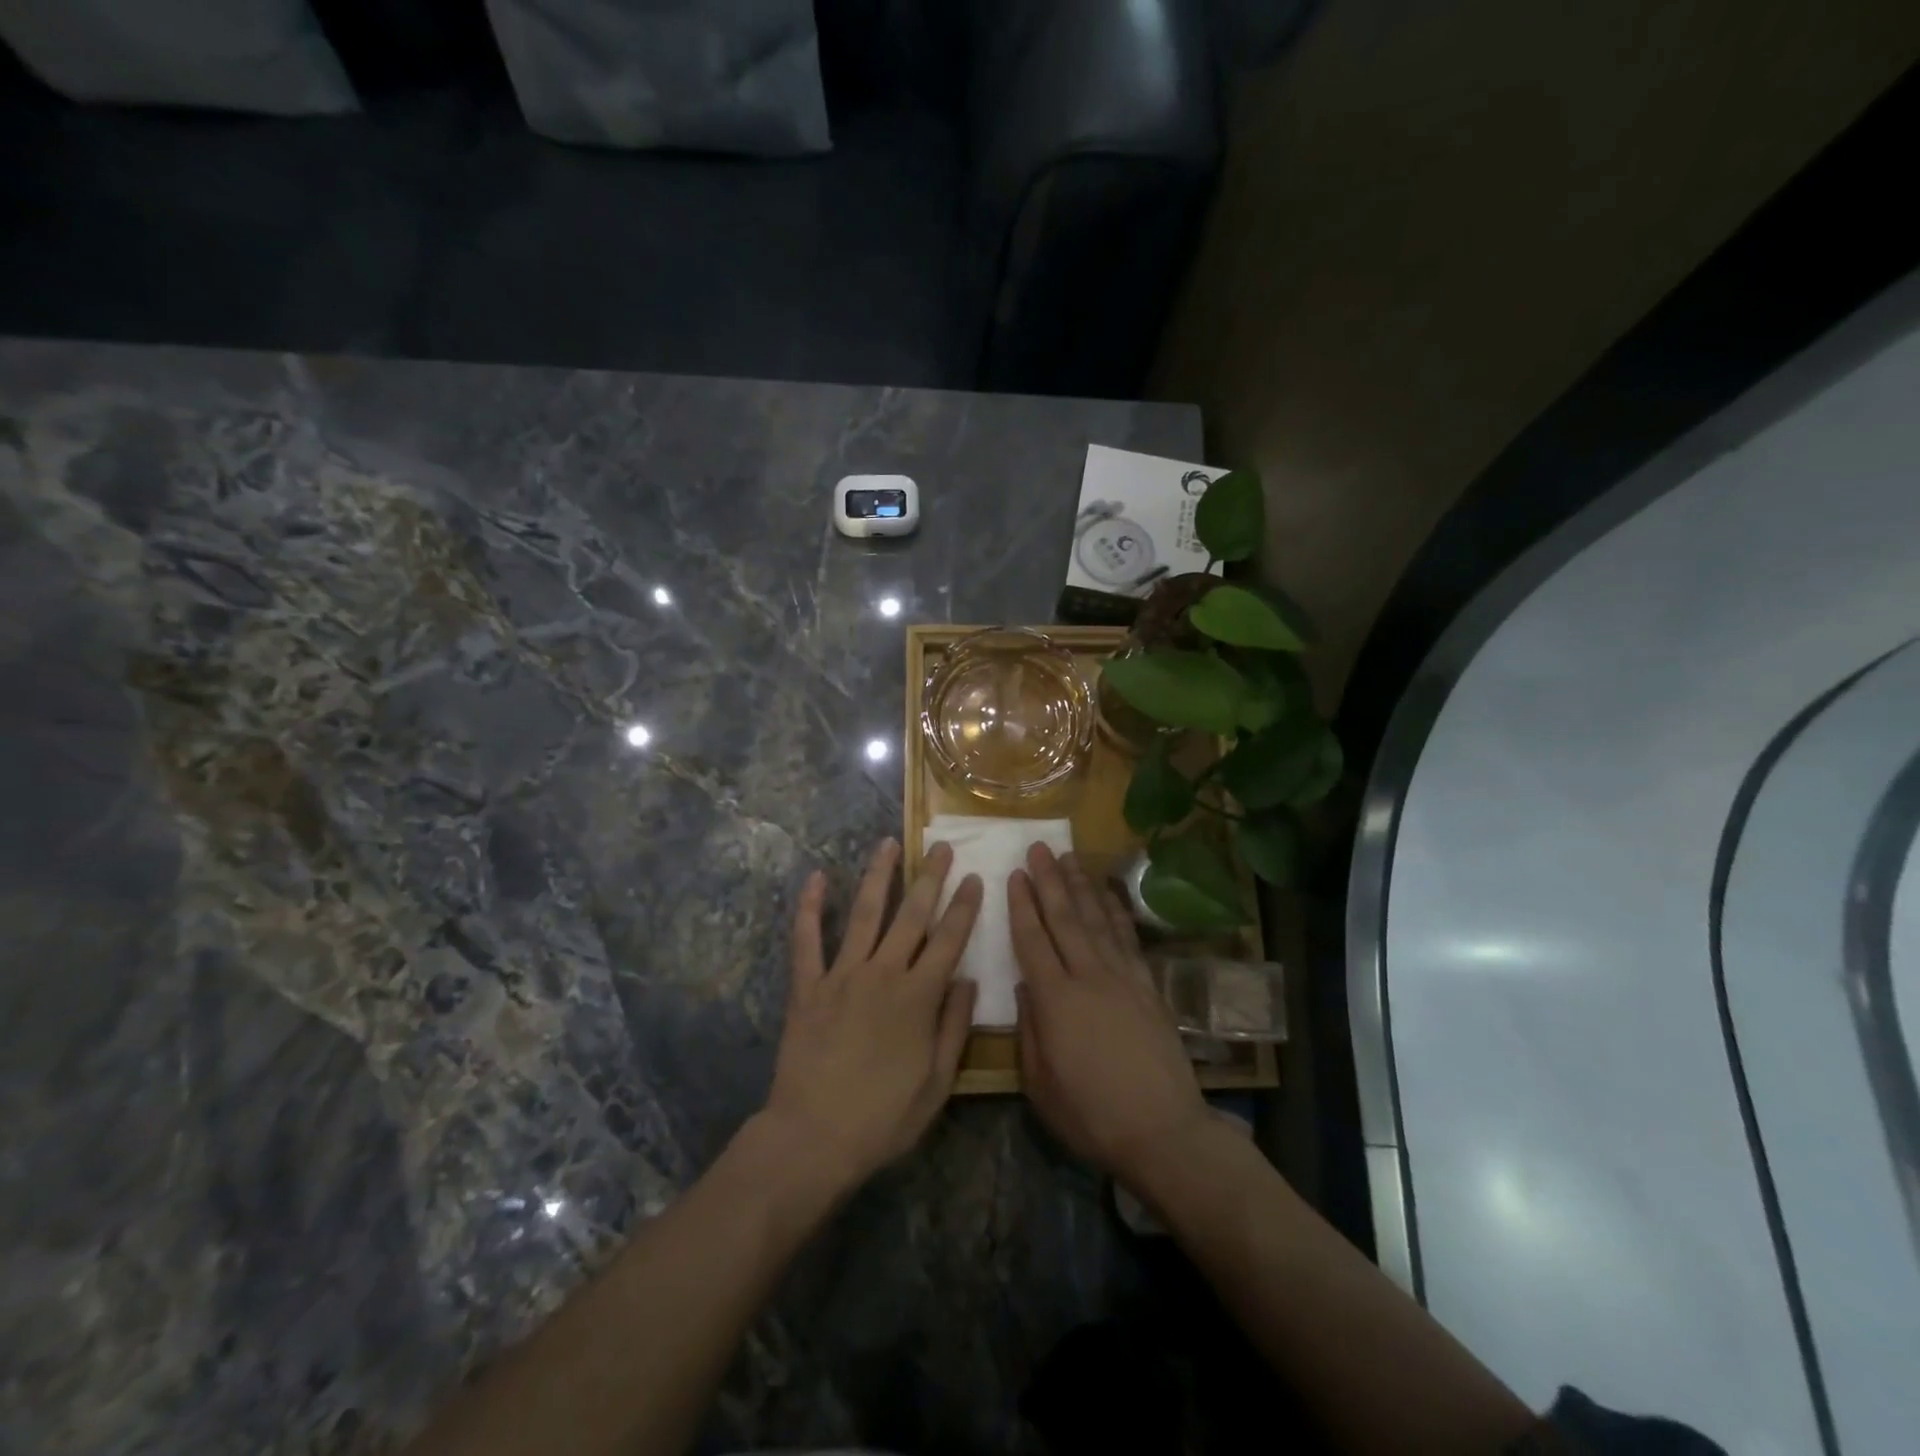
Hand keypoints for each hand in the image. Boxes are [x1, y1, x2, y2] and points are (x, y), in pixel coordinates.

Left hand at [761, 839, 981, 1191]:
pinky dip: (809, 907)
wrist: (813, 1138)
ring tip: (889, 843)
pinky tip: (816, 877)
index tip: (975, 877)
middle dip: (930, 878)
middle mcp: (883, 973)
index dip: (964, 907)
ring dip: (878, 875)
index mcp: (918, 997)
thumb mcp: (937, 1084)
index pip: (949, 940)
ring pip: (864, 914)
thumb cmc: (882, 1118)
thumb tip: (968, 981)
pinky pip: (806, 939)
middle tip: (942, 847)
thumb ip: (954, 1027)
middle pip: (912, 915)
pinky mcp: (808, 986)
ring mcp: (841, 975)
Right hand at [1011, 843, 1208, 1185]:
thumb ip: (1028, 1032)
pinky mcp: (1148, 987)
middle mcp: (1088, 978)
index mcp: (1056, 1002)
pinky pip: (1128, 938)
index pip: (1033, 941)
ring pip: (1097, 920)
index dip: (1022, 906)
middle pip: (1065, 919)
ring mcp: (1122, 978)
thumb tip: (1026, 988)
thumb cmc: (1092, 1116)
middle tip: (1039, 848)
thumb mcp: (1041, 1085)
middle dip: (1049, 881)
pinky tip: (1109, 893)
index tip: (1015, 874)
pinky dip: (1117, 911)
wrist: (1163, 1131)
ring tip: (1070, 857)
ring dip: (1081, 886)